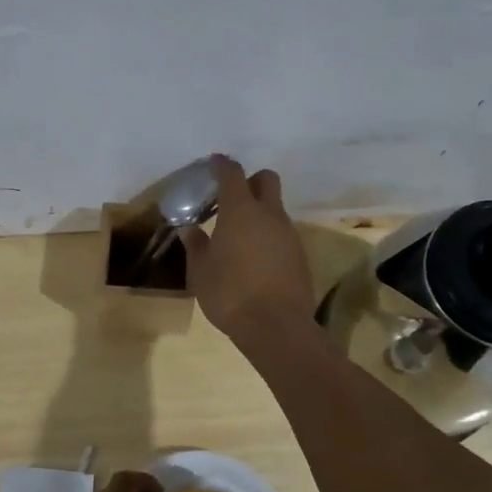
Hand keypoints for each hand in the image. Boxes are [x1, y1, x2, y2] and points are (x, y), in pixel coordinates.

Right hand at [179, 155, 314, 344]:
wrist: (277, 327)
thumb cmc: (230, 294)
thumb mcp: (201, 272)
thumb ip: (197, 246)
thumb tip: (191, 229)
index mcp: (241, 211)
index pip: (232, 174)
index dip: (222, 165)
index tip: (213, 164)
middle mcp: (269, 214)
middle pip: (266, 179)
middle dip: (250, 181)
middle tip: (231, 198)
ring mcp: (289, 233)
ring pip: (276, 208)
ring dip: (260, 212)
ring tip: (239, 234)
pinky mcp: (300, 254)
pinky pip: (282, 233)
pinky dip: (269, 235)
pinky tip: (255, 257)